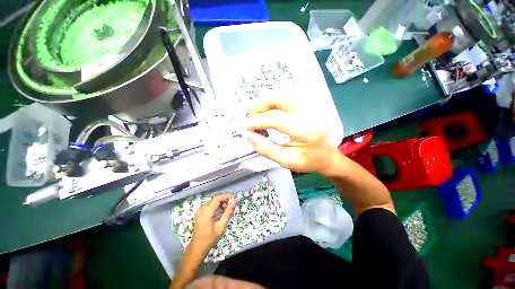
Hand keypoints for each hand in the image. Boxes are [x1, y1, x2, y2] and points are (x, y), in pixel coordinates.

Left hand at [191, 194, 235, 251]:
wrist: (197, 247)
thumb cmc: (210, 238)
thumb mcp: (221, 226)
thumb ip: (228, 212)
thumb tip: (235, 202)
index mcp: (206, 212)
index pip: (217, 198)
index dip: (226, 195)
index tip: (235, 197)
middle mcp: (202, 209)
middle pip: (215, 198)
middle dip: (225, 198)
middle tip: (233, 202)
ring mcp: (200, 210)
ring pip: (213, 201)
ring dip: (221, 201)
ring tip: (229, 207)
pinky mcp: (200, 212)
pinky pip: (210, 204)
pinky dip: (217, 205)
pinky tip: (222, 210)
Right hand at [244, 96, 339, 173]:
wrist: (328, 156)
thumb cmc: (309, 161)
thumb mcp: (286, 160)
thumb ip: (265, 148)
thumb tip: (247, 135)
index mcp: (306, 130)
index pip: (275, 119)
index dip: (256, 121)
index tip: (246, 128)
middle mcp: (310, 112)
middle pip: (279, 98)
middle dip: (260, 105)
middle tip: (251, 117)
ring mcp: (312, 104)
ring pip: (284, 92)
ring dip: (266, 100)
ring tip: (259, 113)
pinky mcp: (311, 103)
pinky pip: (290, 93)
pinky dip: (276, 98)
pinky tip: (271, 109)